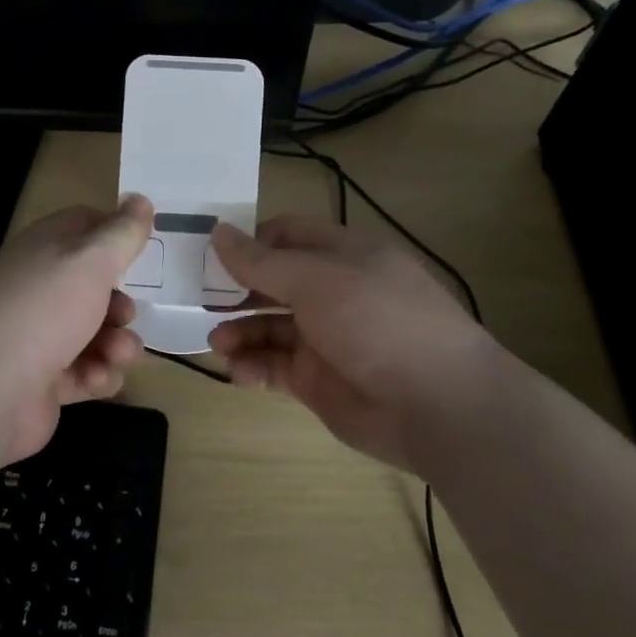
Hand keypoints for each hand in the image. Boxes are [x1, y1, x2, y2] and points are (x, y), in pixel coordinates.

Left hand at [0, 195, 153, 461]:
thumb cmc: (41, 312)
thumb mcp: (90, 261)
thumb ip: (121, 233)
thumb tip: (140, 199)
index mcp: (41, 250)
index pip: (80, 227)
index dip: (113, 233)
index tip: (142, 246)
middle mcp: (35, 290)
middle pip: (90, 287)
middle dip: (118, 302)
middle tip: (126, 314)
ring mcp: (35, 338)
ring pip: (92, 333)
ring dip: (115, 343)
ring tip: (117, 353)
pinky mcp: (40, 382)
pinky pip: (83, 372)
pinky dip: (96, 375)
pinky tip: (96, 379)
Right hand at [209, 216, 502, 472]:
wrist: (438, 405)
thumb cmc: (378, 321)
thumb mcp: (316, 280)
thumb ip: (262, 262)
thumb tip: (218, 232)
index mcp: (342, 254)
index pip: (286, 235)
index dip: (249, 242)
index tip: (210, 255)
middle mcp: (332, 291)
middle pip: (271, 282)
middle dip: (235, 291)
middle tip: (198, 301)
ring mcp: (325, 337)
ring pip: (268, 326)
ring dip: (238, 331)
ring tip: (217, 344)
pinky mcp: (318, 380)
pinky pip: (274, 366)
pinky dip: (253, 368)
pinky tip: (239, 373)